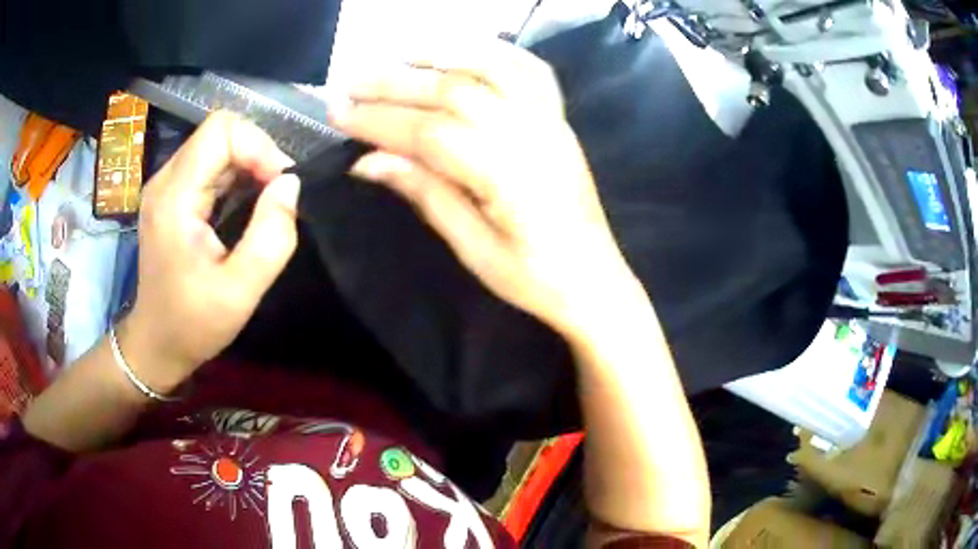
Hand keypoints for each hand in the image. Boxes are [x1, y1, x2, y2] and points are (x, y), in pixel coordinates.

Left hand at [123, 112, 299, 390]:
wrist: (156, 343)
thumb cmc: (193, 324)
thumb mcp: (240, 291)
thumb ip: (271, 236)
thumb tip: (291, 184)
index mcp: (174, 198)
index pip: (221, 130)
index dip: (259, 146)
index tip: (280, 186)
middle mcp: (165, 181)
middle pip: (219, 132)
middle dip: (257, 153)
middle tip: (278, 195)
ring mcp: (165, 186)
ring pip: (216, 144)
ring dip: (248, 164)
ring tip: (265, 202)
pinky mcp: (170, 195)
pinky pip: (209, 164)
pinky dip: (235, 175)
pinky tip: (245, 205)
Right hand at [333, 39, 640, 336]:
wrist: (594, 280)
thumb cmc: (533, 278)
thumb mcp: (472, 249)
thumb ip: (425, 193)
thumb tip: (367, 161)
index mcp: (508, 174)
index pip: (429, 132)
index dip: (378, 120)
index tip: (338, 113)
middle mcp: (531, 134)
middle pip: (454, 91)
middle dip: (395, 83)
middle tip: (350, 83)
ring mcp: (550, 121)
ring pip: (491, 69)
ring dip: (441, 55)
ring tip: (397, 55)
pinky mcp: (560, 119)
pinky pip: (530, 70)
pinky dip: (495, 52)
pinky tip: (463, 50)